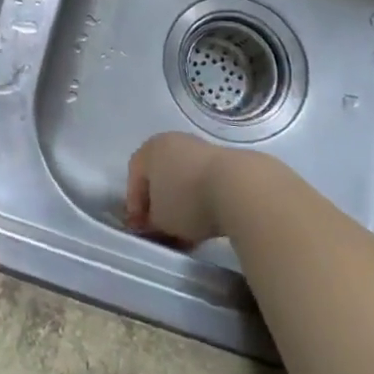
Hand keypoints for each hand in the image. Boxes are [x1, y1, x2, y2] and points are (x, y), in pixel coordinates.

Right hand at [125, 132, 246, 247]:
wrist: (239, 188)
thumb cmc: (187, 200)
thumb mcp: (159, 219)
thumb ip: (150, 221)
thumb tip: (154, 222)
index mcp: (151, 148)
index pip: (134, 175)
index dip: (135, 205)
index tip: (141, 229)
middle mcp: (173, 142)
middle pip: (160, 176)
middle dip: (159, 205)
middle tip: (162, 230)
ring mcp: (201, 149)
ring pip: (183, 180)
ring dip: (182, 205)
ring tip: (187, 232)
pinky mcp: (225, 161)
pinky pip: (204, 183)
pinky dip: (202, 201)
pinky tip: (207, 222)